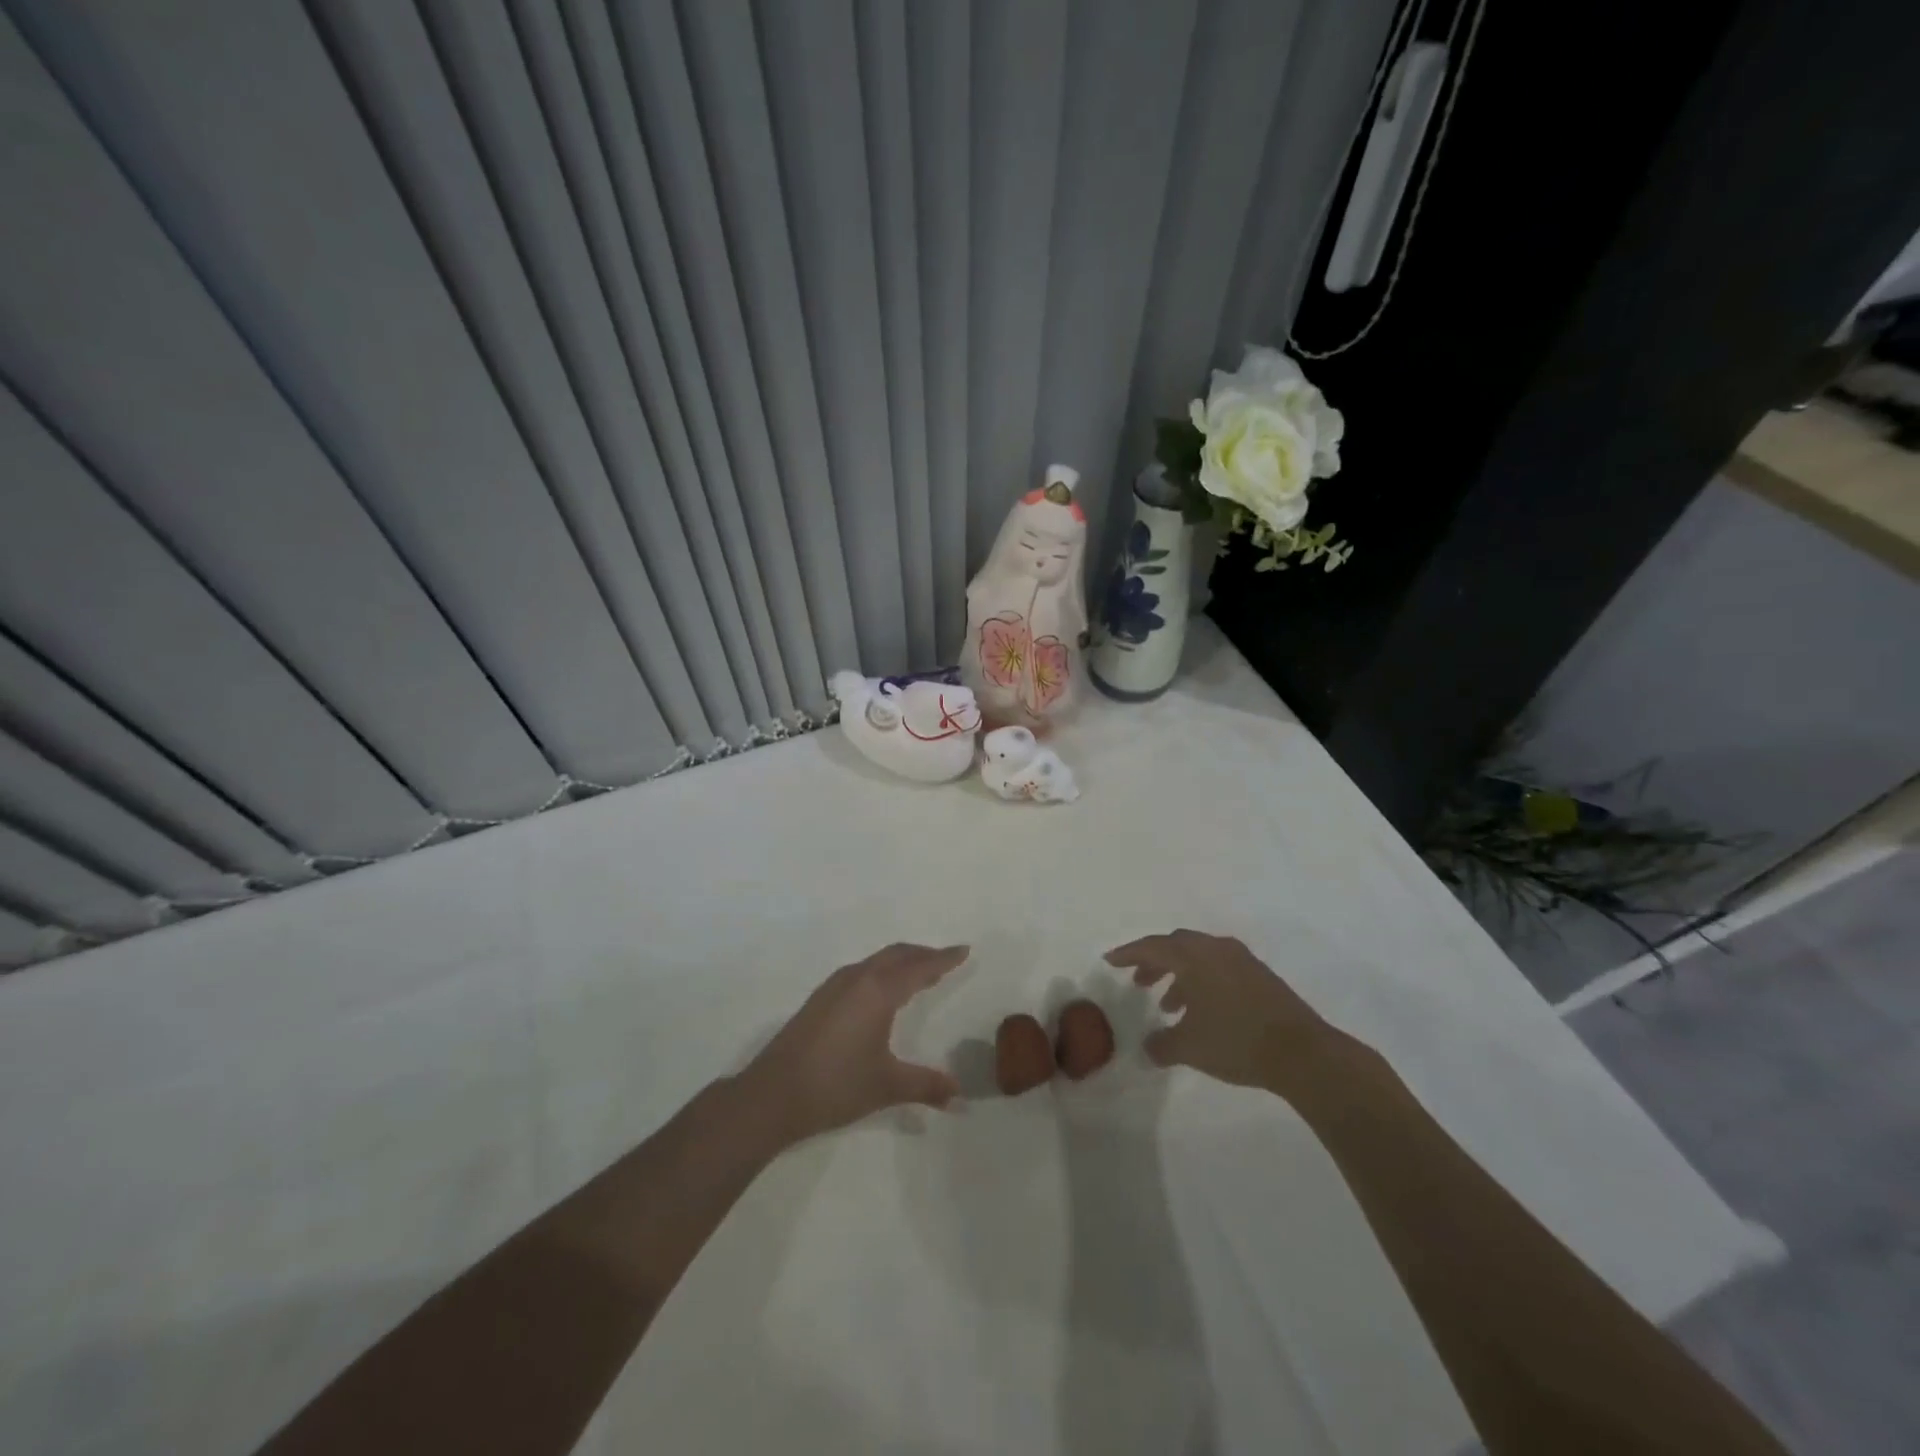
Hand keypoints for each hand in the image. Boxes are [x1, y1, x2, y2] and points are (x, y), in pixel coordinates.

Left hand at [739, 943, 967, 1143]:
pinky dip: (881, 971)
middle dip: (923, 954)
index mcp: (878, 991)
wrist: (773, 1094)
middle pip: (897, 955)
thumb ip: (926, 1086)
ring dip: (900, 961)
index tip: (964, 950)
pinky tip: (880, 992)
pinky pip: (860, 972)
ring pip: (876, 961)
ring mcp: (834, 987)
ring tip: (918, 972)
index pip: (920, 967)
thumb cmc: (836, 1085)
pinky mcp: (819, 1000)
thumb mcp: (887, 1085)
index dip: (944, 959)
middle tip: (945, 959)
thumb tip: (959, 1096)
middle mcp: (857, 978)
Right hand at [1105, 930, 1338, 1095]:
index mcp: (1194, 957)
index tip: (1110, 960)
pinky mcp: (1261, 977)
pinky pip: (1219, 969)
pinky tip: (1202, 1012)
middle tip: (1139, 982)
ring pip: (1200, 958)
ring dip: (1180, 976)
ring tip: (1169, 1006)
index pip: (1152, 947)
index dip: (1129, 954)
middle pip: (1176, 946)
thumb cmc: (1236, 1041)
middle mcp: (1216, 949)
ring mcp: (1242, 961)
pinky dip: (1202, 983)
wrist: (1303, 1054)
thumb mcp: (1190, 1047)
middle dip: (1154, 962)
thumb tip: (1147, 1047)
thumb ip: (1162, 1045)